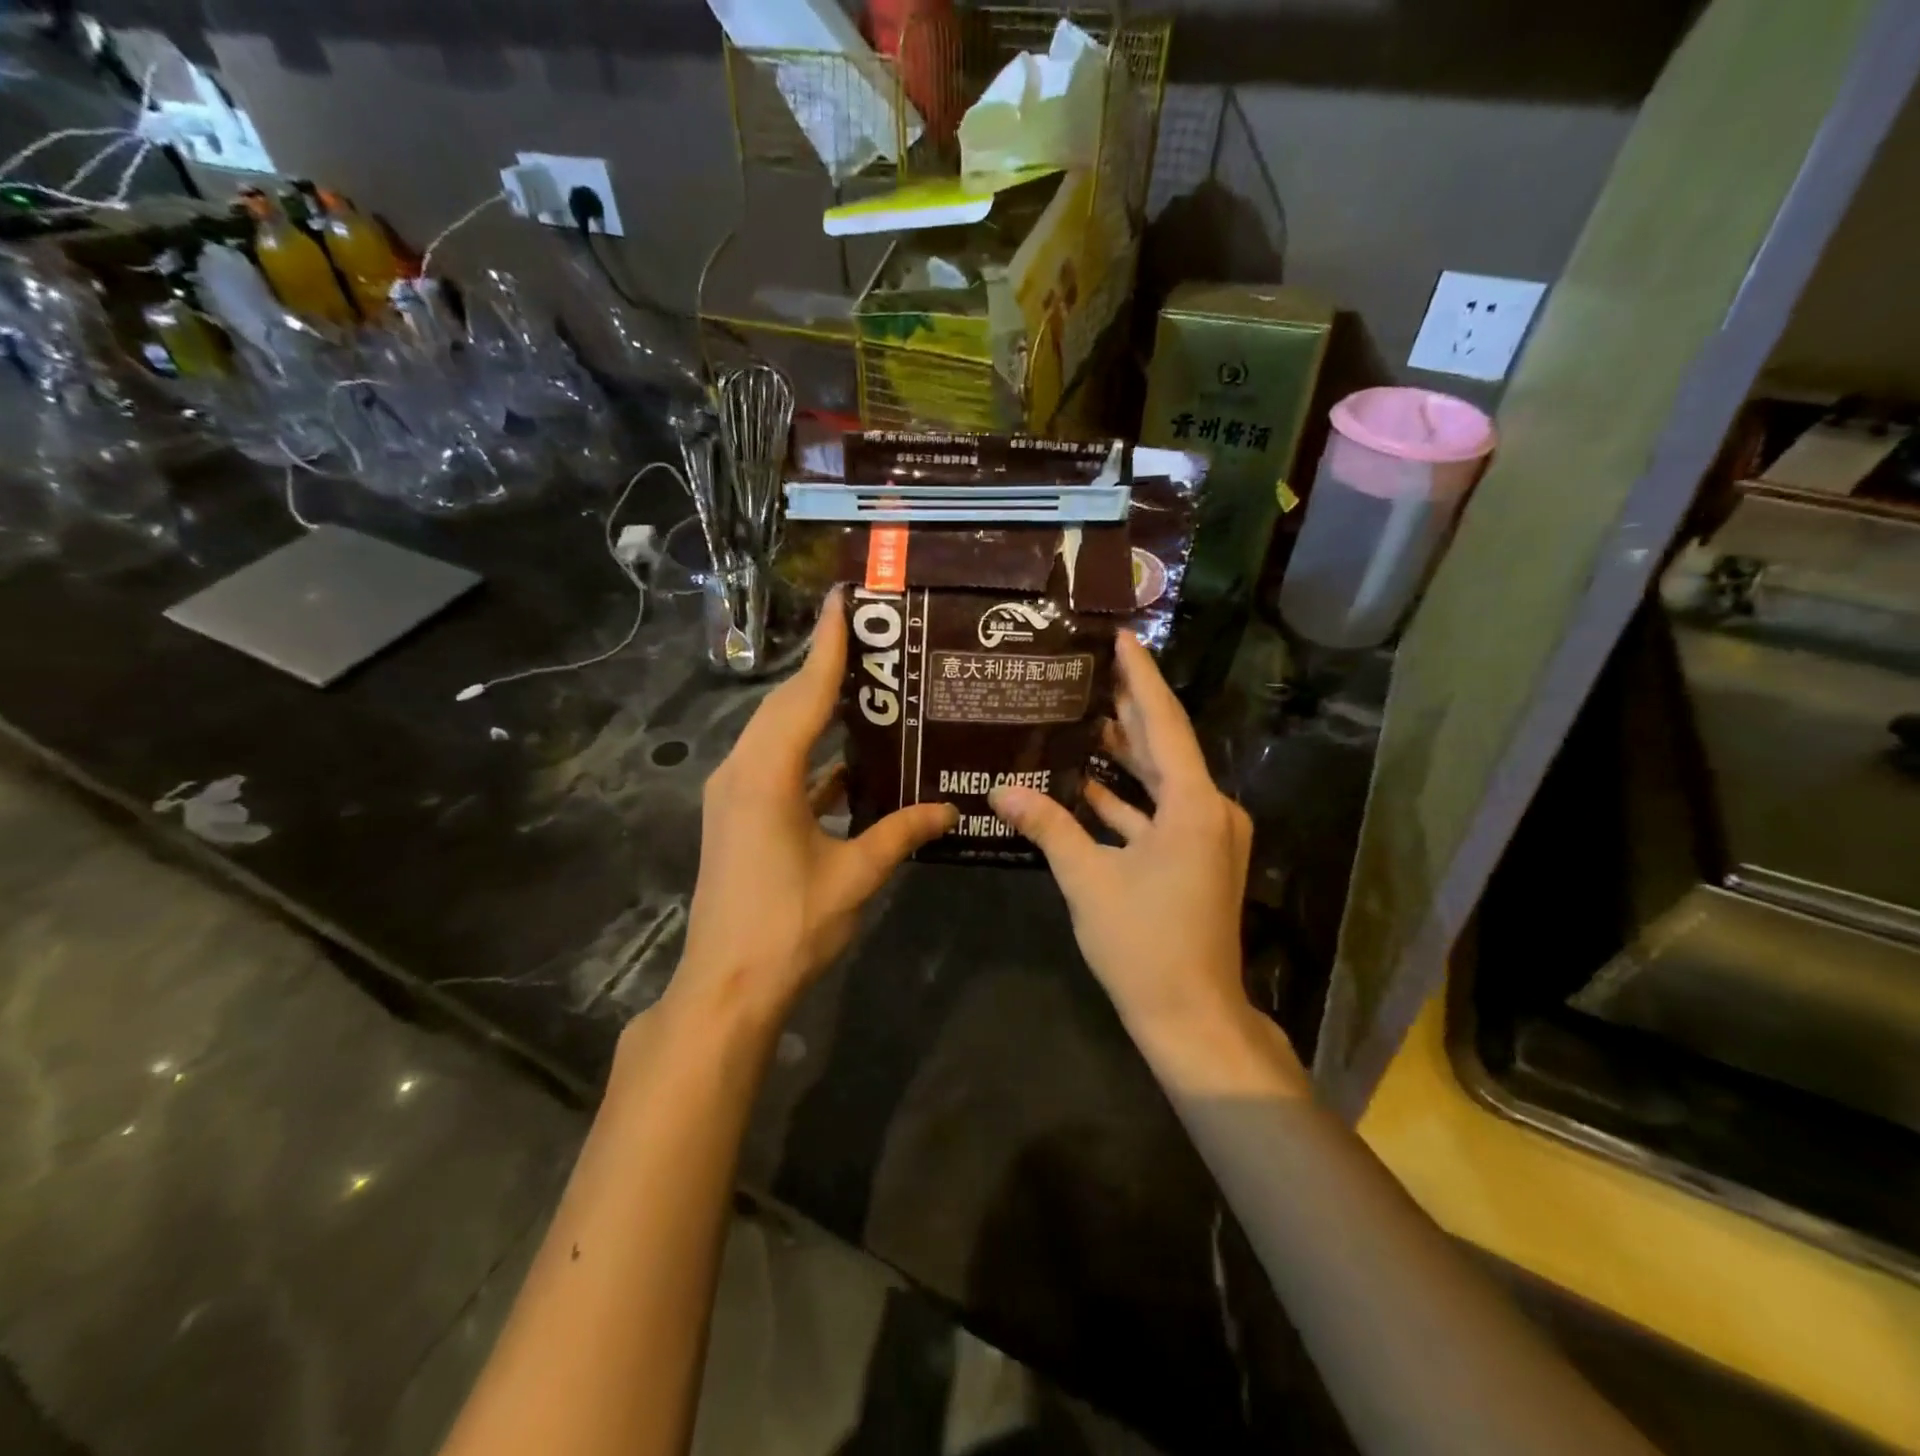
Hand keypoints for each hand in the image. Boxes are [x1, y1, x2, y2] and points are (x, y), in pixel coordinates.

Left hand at [671, 590, 956, 1027]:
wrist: (726, 986)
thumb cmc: (790, 926)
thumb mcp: (855, 875)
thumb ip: (901, 833)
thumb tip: (949, 809)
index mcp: (767, 774)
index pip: (804, 694)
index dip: (827, 646)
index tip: (844, 599)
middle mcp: (742, 770)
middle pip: (785, 704)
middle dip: (823, 668)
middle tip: (869, 638)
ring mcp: (733, 793)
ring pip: (777, 733)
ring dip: (814, 709)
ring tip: (864, 688)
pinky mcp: (736, 815)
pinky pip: (775, 765)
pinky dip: (809, 753)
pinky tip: (848, 759)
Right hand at [989, 634, 1270, 1063]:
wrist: (1192, 1017)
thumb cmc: (1143, 944)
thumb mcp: (1087, 880)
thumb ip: (1047, 826)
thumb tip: (1000, 790)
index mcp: (1194, 805)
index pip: (1164, 723)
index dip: (1140, 677)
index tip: (1119, 637)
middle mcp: (1210, 810)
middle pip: (1165, 746)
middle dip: (1128, 709)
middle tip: (1089, 670)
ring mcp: (1207, 837)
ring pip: (1161, 781)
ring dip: (1124, 755)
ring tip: (1080, 718)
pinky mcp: (1195, 859)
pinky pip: (1159, 814)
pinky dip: (1126, 800)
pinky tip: (1084, 784)